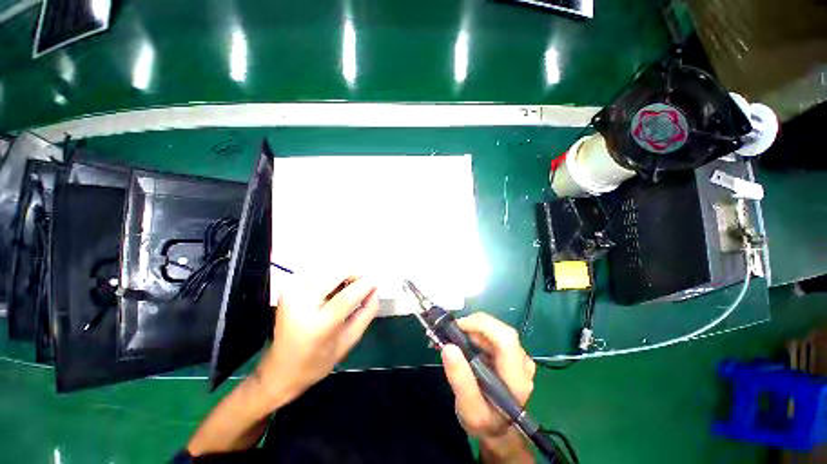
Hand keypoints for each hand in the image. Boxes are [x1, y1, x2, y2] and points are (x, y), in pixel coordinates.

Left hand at [252, 274, 379, 406]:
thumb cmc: (318, 361)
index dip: (365, 284)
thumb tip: (374, 290)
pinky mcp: (288, 288)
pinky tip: (332, 288)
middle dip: (353, 274)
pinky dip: (330, 275)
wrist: (280, 369)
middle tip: (361, 283)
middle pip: (335, 274)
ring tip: (346, 288)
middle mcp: (300, 305)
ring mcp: (291, 293)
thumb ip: (366, 313)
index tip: (376, 280)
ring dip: (342, 274)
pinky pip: (316, 271)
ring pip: (327, 268)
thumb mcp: (349, 341)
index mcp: (317, 326)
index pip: (347, 297)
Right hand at [441, 313, 535, 439]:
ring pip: (494, 329)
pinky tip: (463, 344)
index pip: (505, 339)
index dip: (481, 325)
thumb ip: (460, 381)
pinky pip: (492, 334)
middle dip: (473, 326)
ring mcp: (518, 355)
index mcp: (517, 377)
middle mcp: (522, 361)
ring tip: (453, 340)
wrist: (498, 428)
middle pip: (499, 330)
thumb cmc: (485, 421)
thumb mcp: (469, 410)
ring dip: (472, 329)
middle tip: (451, 334)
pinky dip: (475, 333)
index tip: (457, 328)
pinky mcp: (510, 352)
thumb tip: (448, 347)